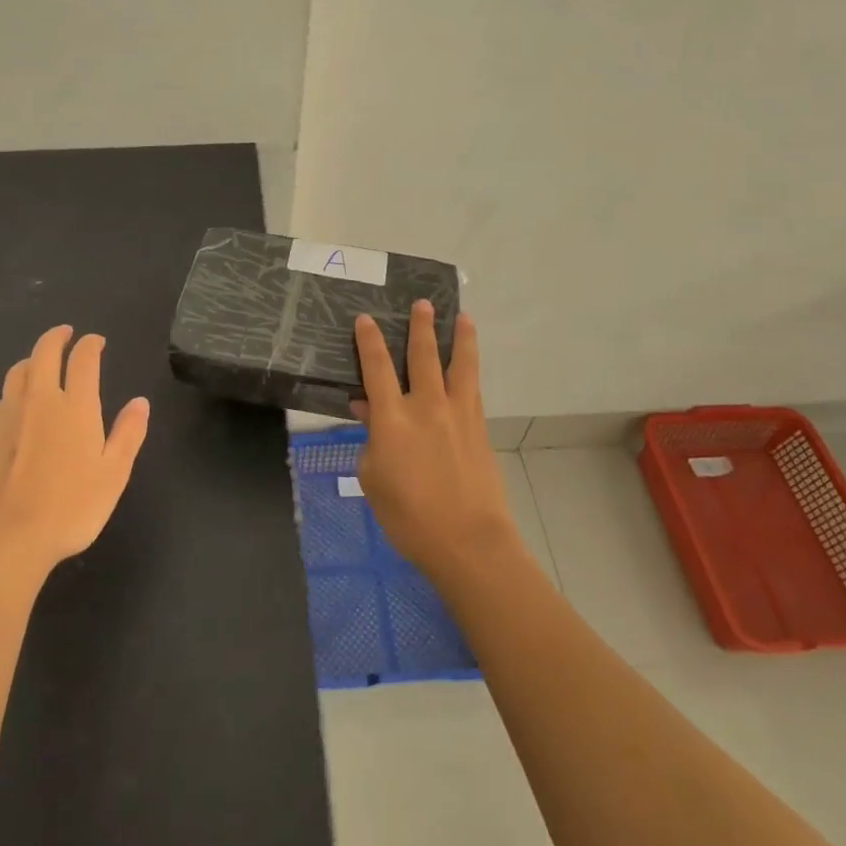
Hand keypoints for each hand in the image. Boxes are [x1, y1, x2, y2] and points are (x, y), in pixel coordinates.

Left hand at [0, 325, 149, 575]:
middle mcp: (40, 400)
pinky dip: (15, 390)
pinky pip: (3, 399)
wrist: (7, 538)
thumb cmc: (71, 507)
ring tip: (40, 363)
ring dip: (32, 360)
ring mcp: (9, 416)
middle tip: (66, 333)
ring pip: (18, 372)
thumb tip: (140, 402)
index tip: (96, 341)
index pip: (83, 359)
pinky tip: (18, 405)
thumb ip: (128, 434)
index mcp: (75, 406)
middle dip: (56, 337)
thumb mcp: (114, 474)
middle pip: (44, 352)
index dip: (90, 344)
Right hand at [353, 303, 521, 584]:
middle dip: (421, 327)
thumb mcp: (372, 479)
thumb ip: (369, 440)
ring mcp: (458, 415)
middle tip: (423, 304)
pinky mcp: (479, 429)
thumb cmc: (409, 516)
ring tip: (463, 317)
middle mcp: (426, 406)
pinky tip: (471, 365)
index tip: (365, 319)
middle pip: (423, 356)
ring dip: (461, 338)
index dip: (369, 341)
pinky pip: (474, 389)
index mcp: (392, 419)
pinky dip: (471, 371)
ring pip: (460, 366)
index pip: (377, 368)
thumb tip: (369, 412)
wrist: (468, 541)